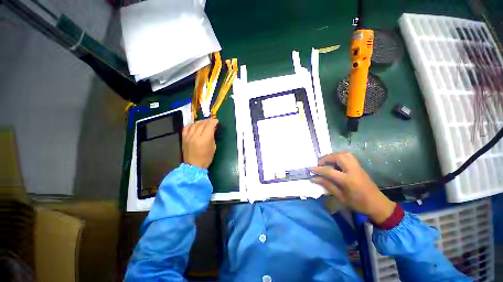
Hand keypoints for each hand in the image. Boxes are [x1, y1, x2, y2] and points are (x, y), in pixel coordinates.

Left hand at [182, 118, 218, 168]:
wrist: (193, 165)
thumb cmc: (206, 158)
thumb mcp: (213, 147)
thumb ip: (212, 137)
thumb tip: (213, 129)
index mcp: (205, 139)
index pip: (209, 126)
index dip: (214, 122)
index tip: (216, 121)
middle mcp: (196, 136)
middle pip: (202, 123)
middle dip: (208, 121)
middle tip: (212, 121)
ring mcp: (188, 136)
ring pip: (195, 124)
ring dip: (201, 121)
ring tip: (205, 122)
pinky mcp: (184, 138)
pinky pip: (187, 127)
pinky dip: (192, 124)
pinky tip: (195, 125)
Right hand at [311, 152, 395, 223]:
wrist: (378, 204)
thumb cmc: (358, 203)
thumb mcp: (341, 197)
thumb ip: (327, 185)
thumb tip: (314, 178)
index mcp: (348, 180)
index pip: (329, 171)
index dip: (318, 169)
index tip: (310, 168)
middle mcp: (353, 170)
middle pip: (338, 157)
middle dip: (326, 158)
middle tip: (320, 164)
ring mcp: (357, 167)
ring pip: (344, 154)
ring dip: (333, 156)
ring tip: (327, 162)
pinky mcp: (359, 166)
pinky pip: (348, 156)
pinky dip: (339, 156)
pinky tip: (335, 163)